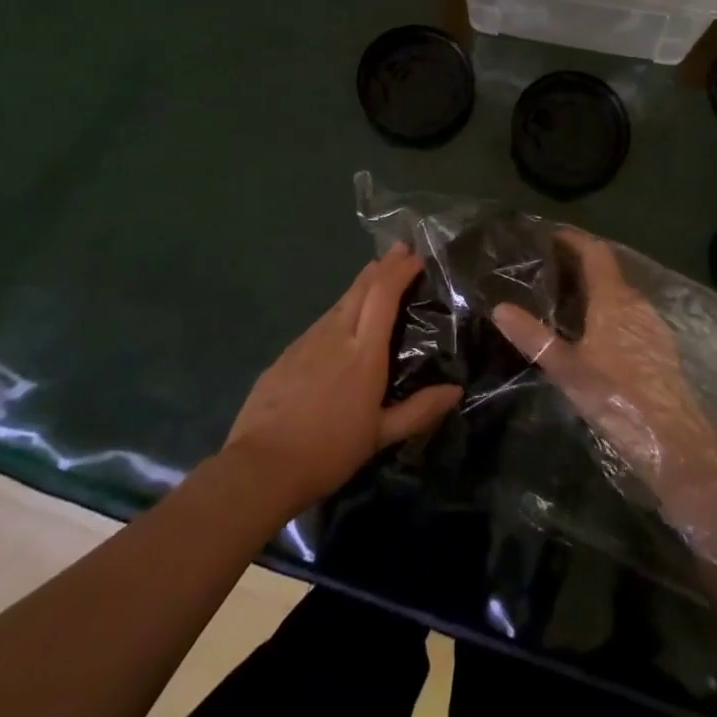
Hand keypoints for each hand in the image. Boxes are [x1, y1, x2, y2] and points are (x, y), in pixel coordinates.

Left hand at [223, 244, 461, 519]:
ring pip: (339, 302)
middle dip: (383, 266)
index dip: (400, 271)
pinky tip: (341, 320)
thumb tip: (455, 391)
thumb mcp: (380, 436)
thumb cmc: (329, 451)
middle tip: (400, 250)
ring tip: (375, 277)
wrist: (261, 466)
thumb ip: (419, 410)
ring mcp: (307, 341)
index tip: (416, 257)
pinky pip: (321, 321)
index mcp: (363, 353)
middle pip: (361, 288)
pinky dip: (340, 309)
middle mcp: (336, 335)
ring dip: (361, 285)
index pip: (383, 295)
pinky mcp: (287, 353)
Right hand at [493, 231, 716, 531]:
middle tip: (546, 269)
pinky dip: (607, 309)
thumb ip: (534, 337)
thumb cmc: (618, 396)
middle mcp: (636, 303)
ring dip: (593, 288)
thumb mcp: (567, 368)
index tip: (548, 235)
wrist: (674, 440)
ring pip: (619, 293)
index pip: (595, 252)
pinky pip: (628, 313)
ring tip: (563, 299)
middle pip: (607, 270)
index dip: (574, 239)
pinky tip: (592, 332)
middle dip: (578, 264)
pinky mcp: (659, 347)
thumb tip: (500, 308)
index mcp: (614, 298)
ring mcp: (651, 324)